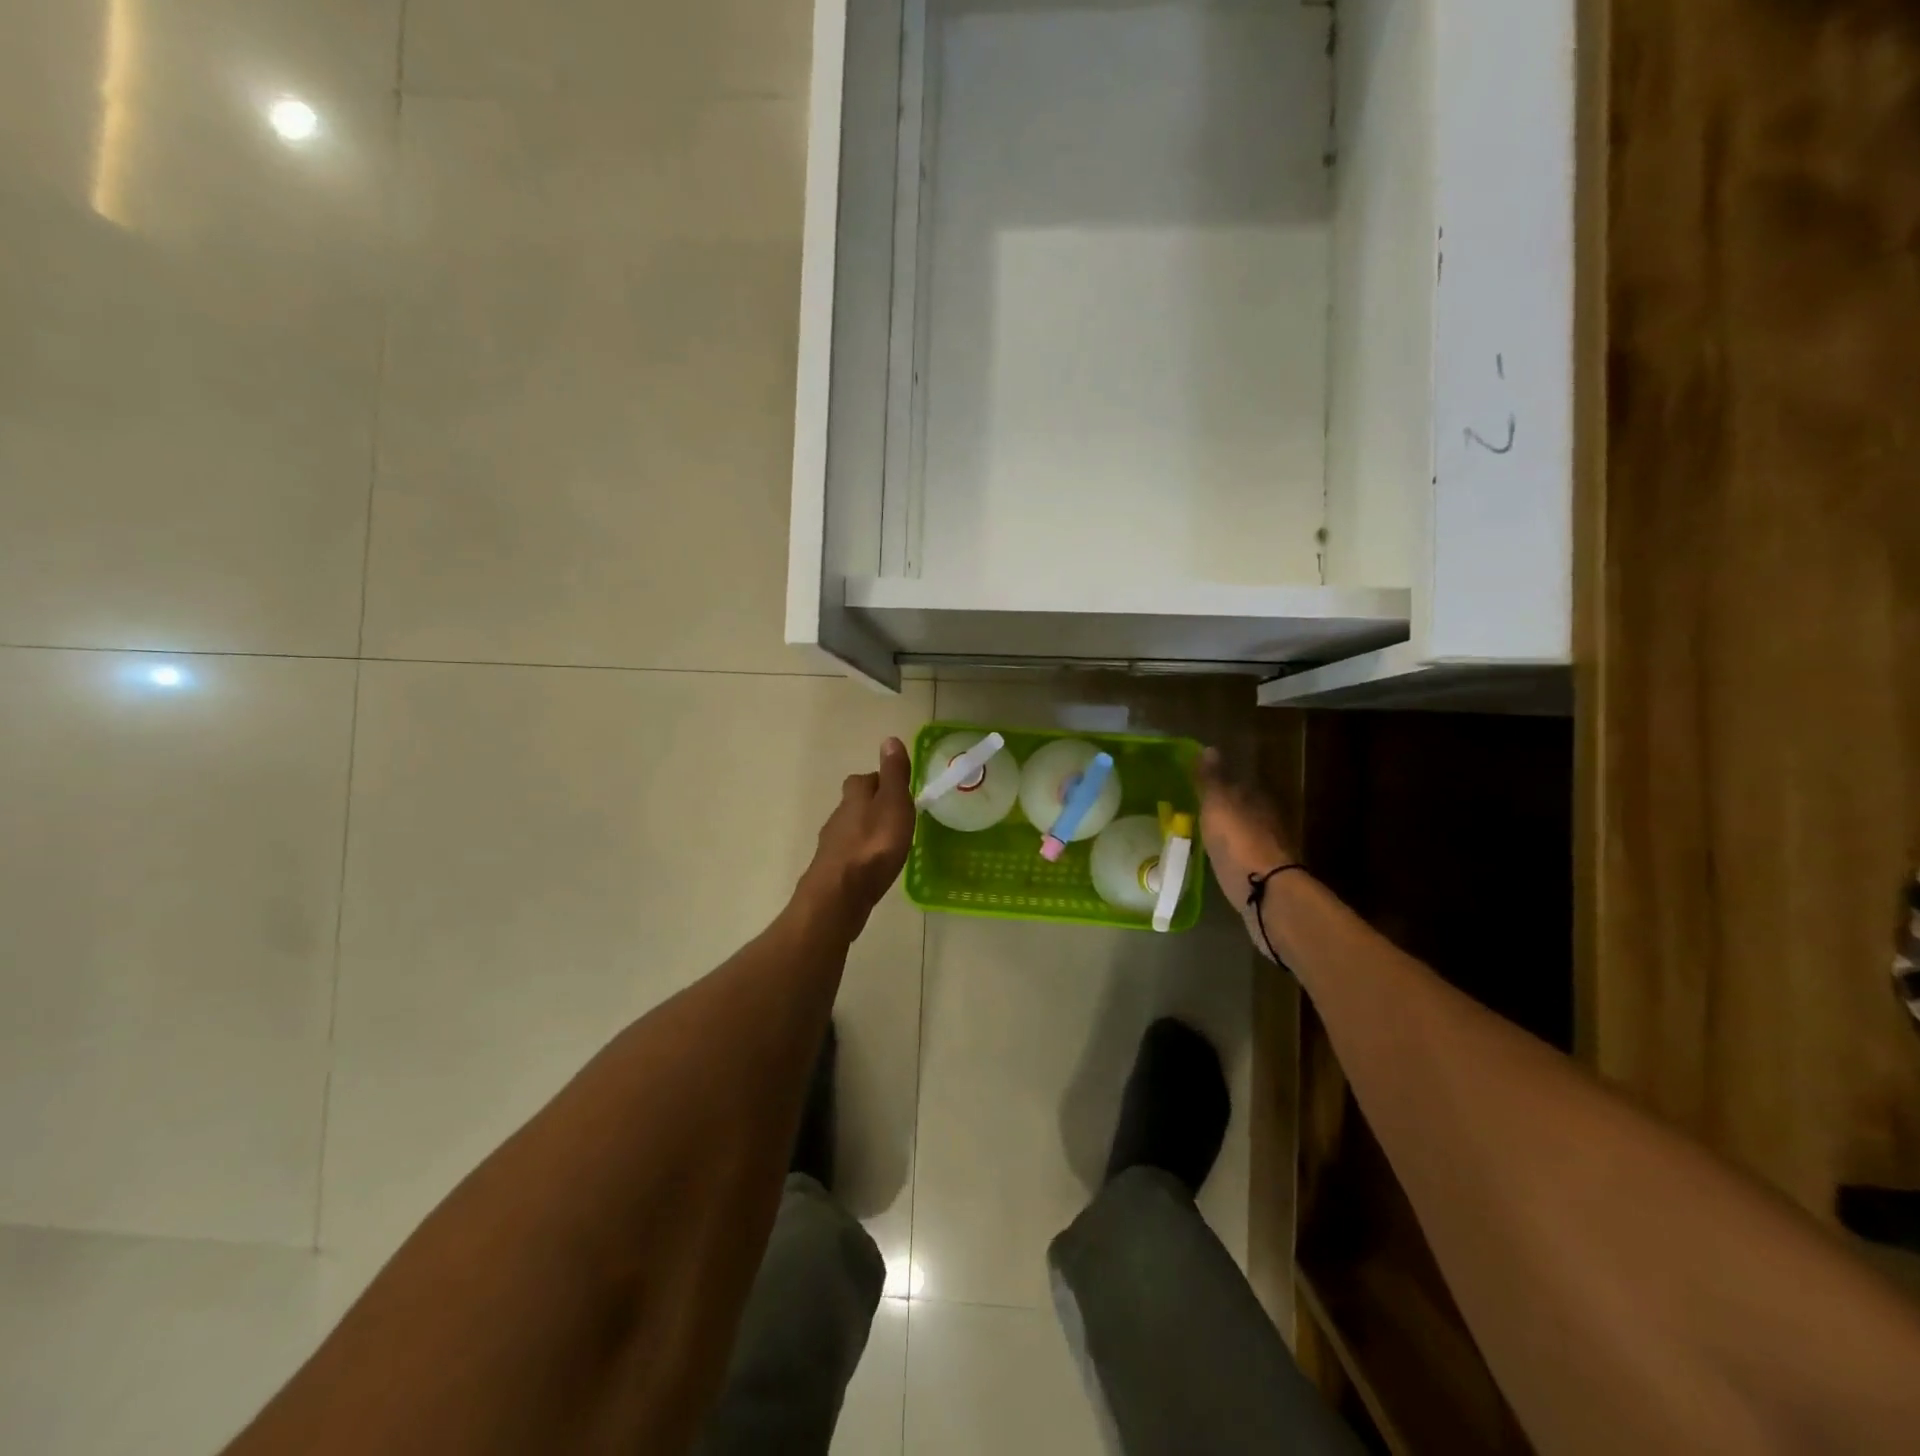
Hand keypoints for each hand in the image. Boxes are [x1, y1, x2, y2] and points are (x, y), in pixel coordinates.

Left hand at [799, 738, 916, 928]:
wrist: (839, 896)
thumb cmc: (873, 846)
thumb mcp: (893, 804)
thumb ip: (894, 775)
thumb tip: (890, 739)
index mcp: (854, 798)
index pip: (863, 780)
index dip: (879, 781)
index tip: (897, 789)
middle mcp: (838, 818)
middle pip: (854, 804)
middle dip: (871, 806)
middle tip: (895, 816)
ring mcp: (831, 846)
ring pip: (850, 830)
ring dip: (866, 832)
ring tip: (888, 843)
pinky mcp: (832, 872)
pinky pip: (849, 855)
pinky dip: (860, 855)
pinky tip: (873, 867)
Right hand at [1196, 747, 1299, 906]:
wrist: (1263, 890)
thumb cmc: (1237, 840)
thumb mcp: (1217, 804)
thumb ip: (1212, 779)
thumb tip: (1209, 748)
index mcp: (1257, 798)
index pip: (1238, 784)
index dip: (1220, 785)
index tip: (1200, 788)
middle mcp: (1266, 820)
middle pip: (1243, 809)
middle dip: (1224, 810)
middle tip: (1198, 812)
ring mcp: (1266, 849)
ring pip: (1243, 833)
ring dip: (1227, 833)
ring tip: (1203, 836)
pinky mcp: (1261, 874)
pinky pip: (1241, 857)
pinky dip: (1230, 855)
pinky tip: (1216, 859)